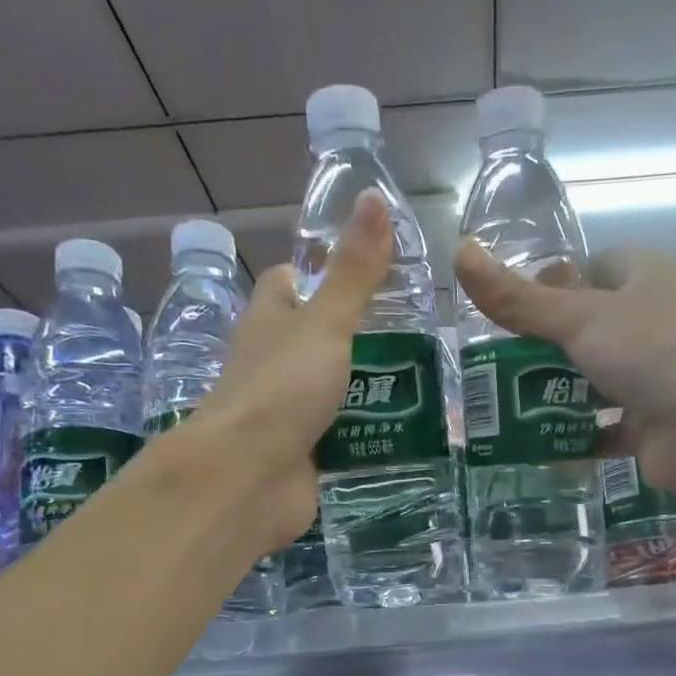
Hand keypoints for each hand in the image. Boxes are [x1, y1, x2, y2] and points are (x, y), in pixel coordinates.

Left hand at [180, 190, 392, 551]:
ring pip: (332, 393)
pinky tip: (406, 432)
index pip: (287, 286)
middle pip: (313, 341)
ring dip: (368, 390)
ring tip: (425, 382)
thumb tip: (374, 196)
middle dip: (356, 338)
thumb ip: (353, 273)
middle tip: (415, 334)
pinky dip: (368, 436)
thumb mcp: (324, 324)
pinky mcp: (305, 457)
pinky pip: (342, 439)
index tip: (361, 271)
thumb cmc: (281, 389)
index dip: (316, 274)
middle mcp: (274, 366)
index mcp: (269, 324)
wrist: (250, 478)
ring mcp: (288, 415)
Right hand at [453, 241, 675, 502]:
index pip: (597, 268)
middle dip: (546, 347)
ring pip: (595, 381)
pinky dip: (574, 436)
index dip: (557, 283)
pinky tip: (537, 445)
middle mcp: (654, 324)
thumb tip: (459, 252)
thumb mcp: (579, 318)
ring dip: (556, 394)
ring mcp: (655, 378)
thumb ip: (518, 299)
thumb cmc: (654, 353)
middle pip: (591, 328)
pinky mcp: (650, 427)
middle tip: (498, 365)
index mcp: (647, 279)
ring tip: (505, 406)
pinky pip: (603, 428)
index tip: (517, 309)